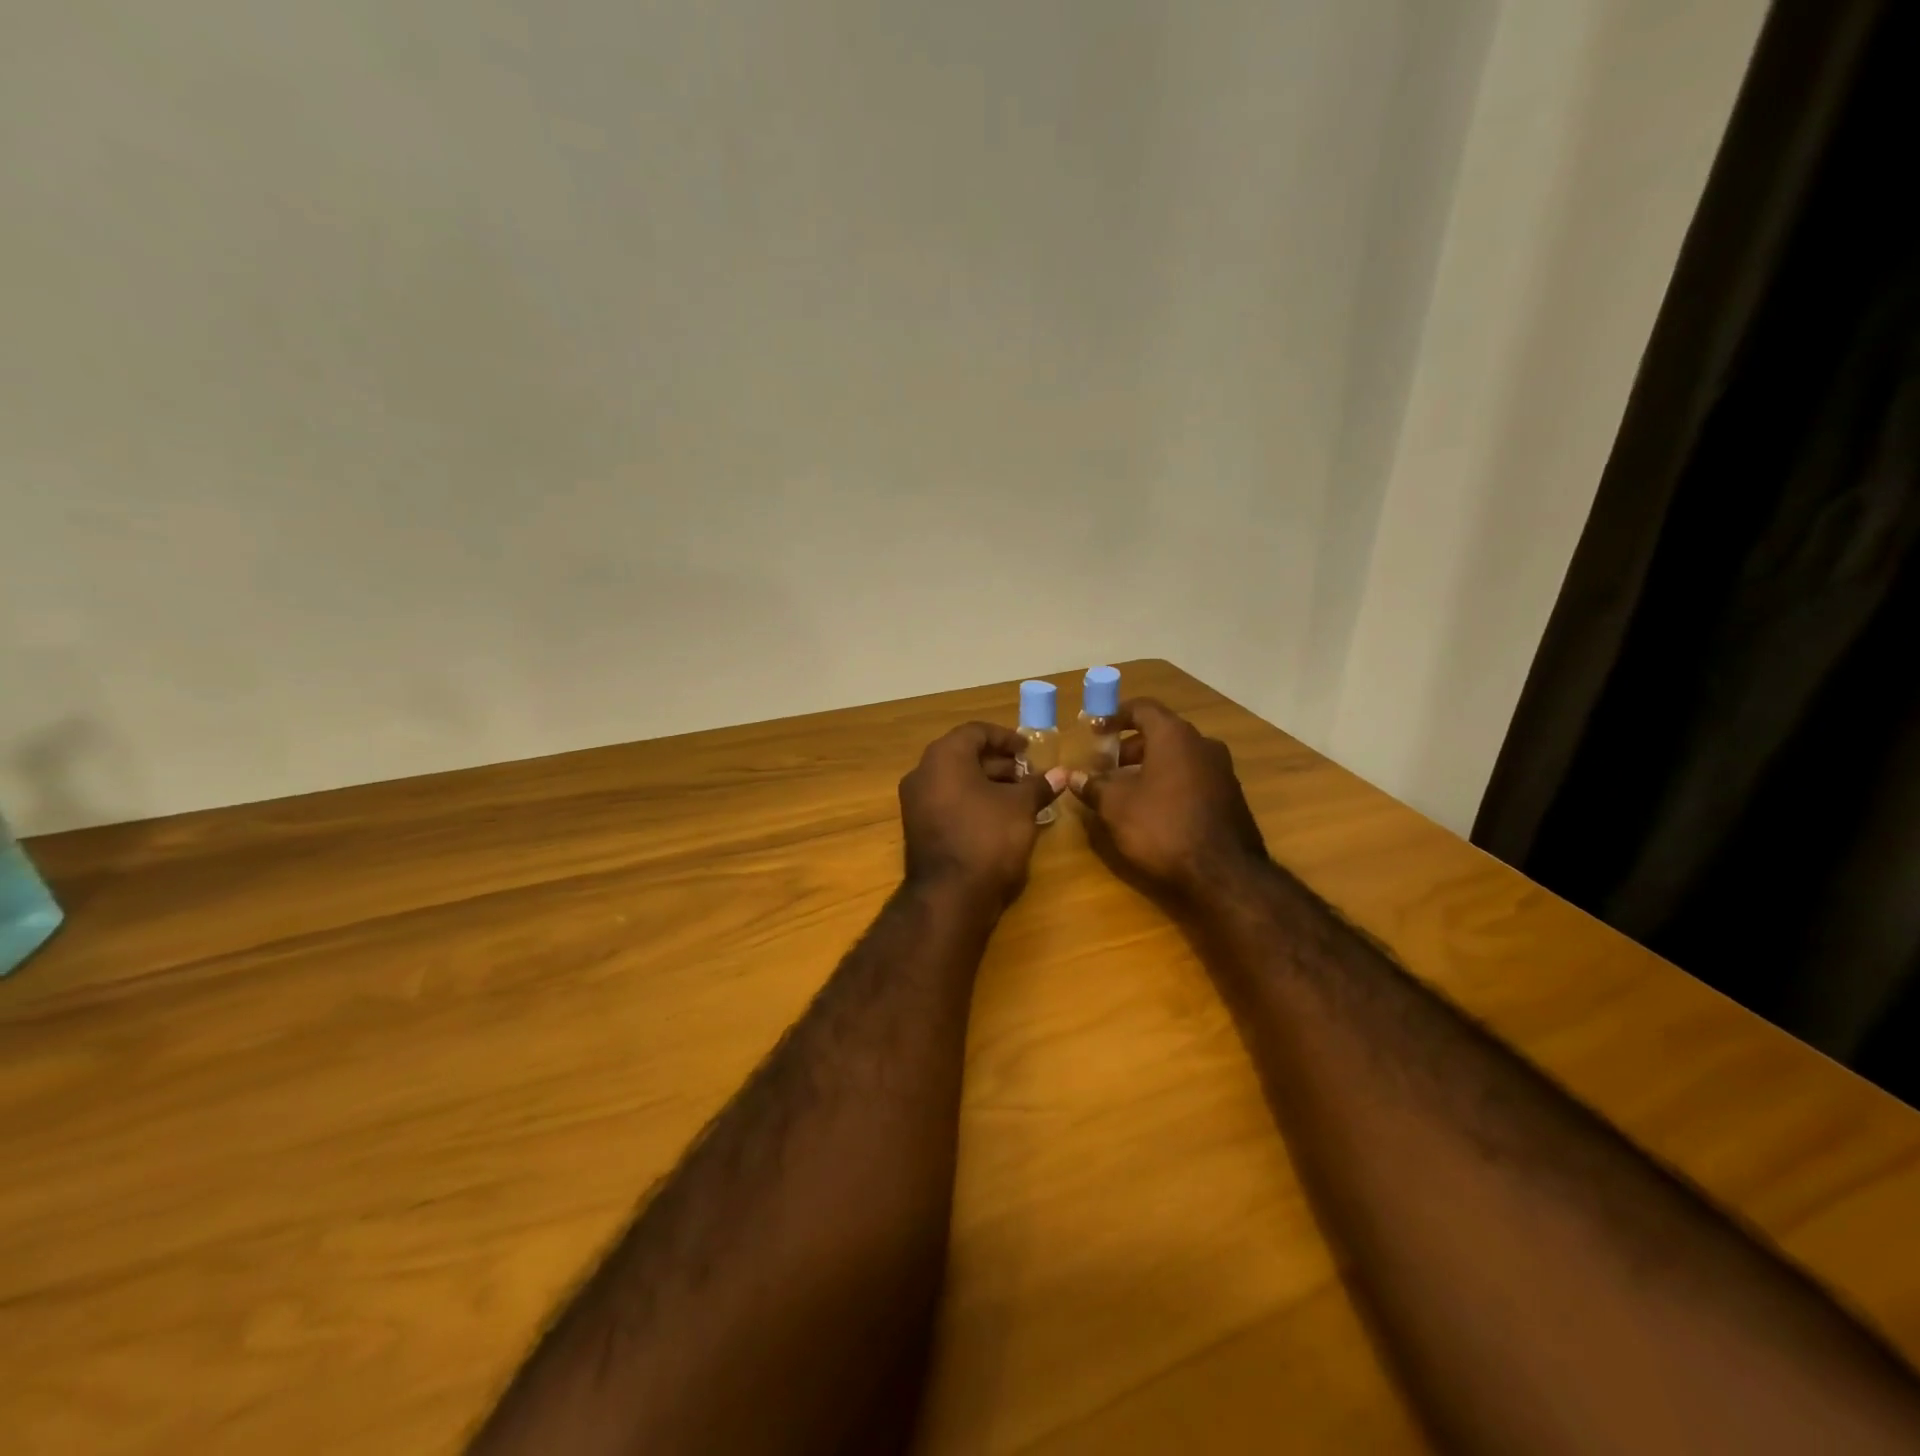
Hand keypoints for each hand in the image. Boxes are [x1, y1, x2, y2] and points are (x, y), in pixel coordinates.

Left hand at [899, 722, 1066, 904]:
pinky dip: (973, 802)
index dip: (1006, 737)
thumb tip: (1061, 774)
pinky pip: (948, 802)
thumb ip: (1039, 785)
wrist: (950, 896)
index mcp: (944, 757)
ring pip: (956, 781)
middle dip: (999, 763)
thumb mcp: (1021, 807)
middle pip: (964, 755)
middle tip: (1029, 775)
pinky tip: (1001, 817)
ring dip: (988, 783)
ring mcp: (916, 802)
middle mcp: (923, 773)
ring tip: (1021, 797)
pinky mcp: (919, 828)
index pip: (976, 732)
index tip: (1030, 750)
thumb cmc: (987, 838)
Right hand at [1069, 698, 1269, 905]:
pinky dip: (1169, 783)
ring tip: (1124, 791)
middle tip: (1105, 766)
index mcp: (1174, 736)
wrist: (1224, 874)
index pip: (1142, 708)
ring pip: (1177, 757)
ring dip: (1149, 767)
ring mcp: (1222, 771)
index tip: (1094, 730)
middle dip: (1129, 747)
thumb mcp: (1116, 807)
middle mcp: (1203, 744)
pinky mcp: (1230, 797)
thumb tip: (1074, 776)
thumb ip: (1093, 786)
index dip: (1115, 716)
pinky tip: (1153, 810)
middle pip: (1161, 733)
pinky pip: (1192, 778)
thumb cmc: (1162, 827)